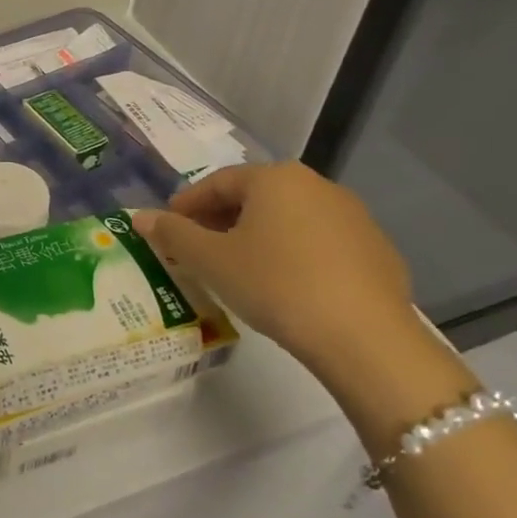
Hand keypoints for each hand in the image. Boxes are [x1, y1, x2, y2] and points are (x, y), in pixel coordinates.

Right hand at [135, 162, 418, 376]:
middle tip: (197, 250)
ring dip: (257, 237)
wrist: (366, 339)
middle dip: (220, 220)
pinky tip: (284, 286)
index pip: (217, 182)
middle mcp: (316, 185)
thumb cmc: (275, 285)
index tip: (168, 229)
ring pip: (288, 219)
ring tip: (237, 269)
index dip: (186, 205)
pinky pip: (319, 243)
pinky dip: (293, 254)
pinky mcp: (377, 251)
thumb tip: (139, 217)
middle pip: (254, 197)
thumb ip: (172, 234)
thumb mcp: (211, 260)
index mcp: (275, 178)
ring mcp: (353, 217)